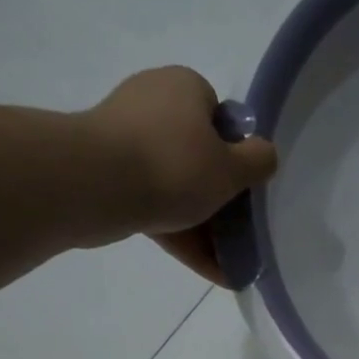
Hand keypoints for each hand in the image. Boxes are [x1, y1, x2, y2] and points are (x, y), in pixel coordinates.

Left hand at [86, 66, 277, 284]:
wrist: (95, 185)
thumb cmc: (174, 166)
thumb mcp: (232, 168)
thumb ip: (258, 161)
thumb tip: (263, 154)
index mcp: (184, 87)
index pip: (218, 114)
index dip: (234, 151)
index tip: (241, 183)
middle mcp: (153, 102)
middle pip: (198, 154)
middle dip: (219, 196)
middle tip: (240, 229)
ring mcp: (125, 140)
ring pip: (176, 185)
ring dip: (204, 225)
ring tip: (230, 264)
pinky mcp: (108, 175)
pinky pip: (155, 205)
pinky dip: (181, 235)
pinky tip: (210, 271)